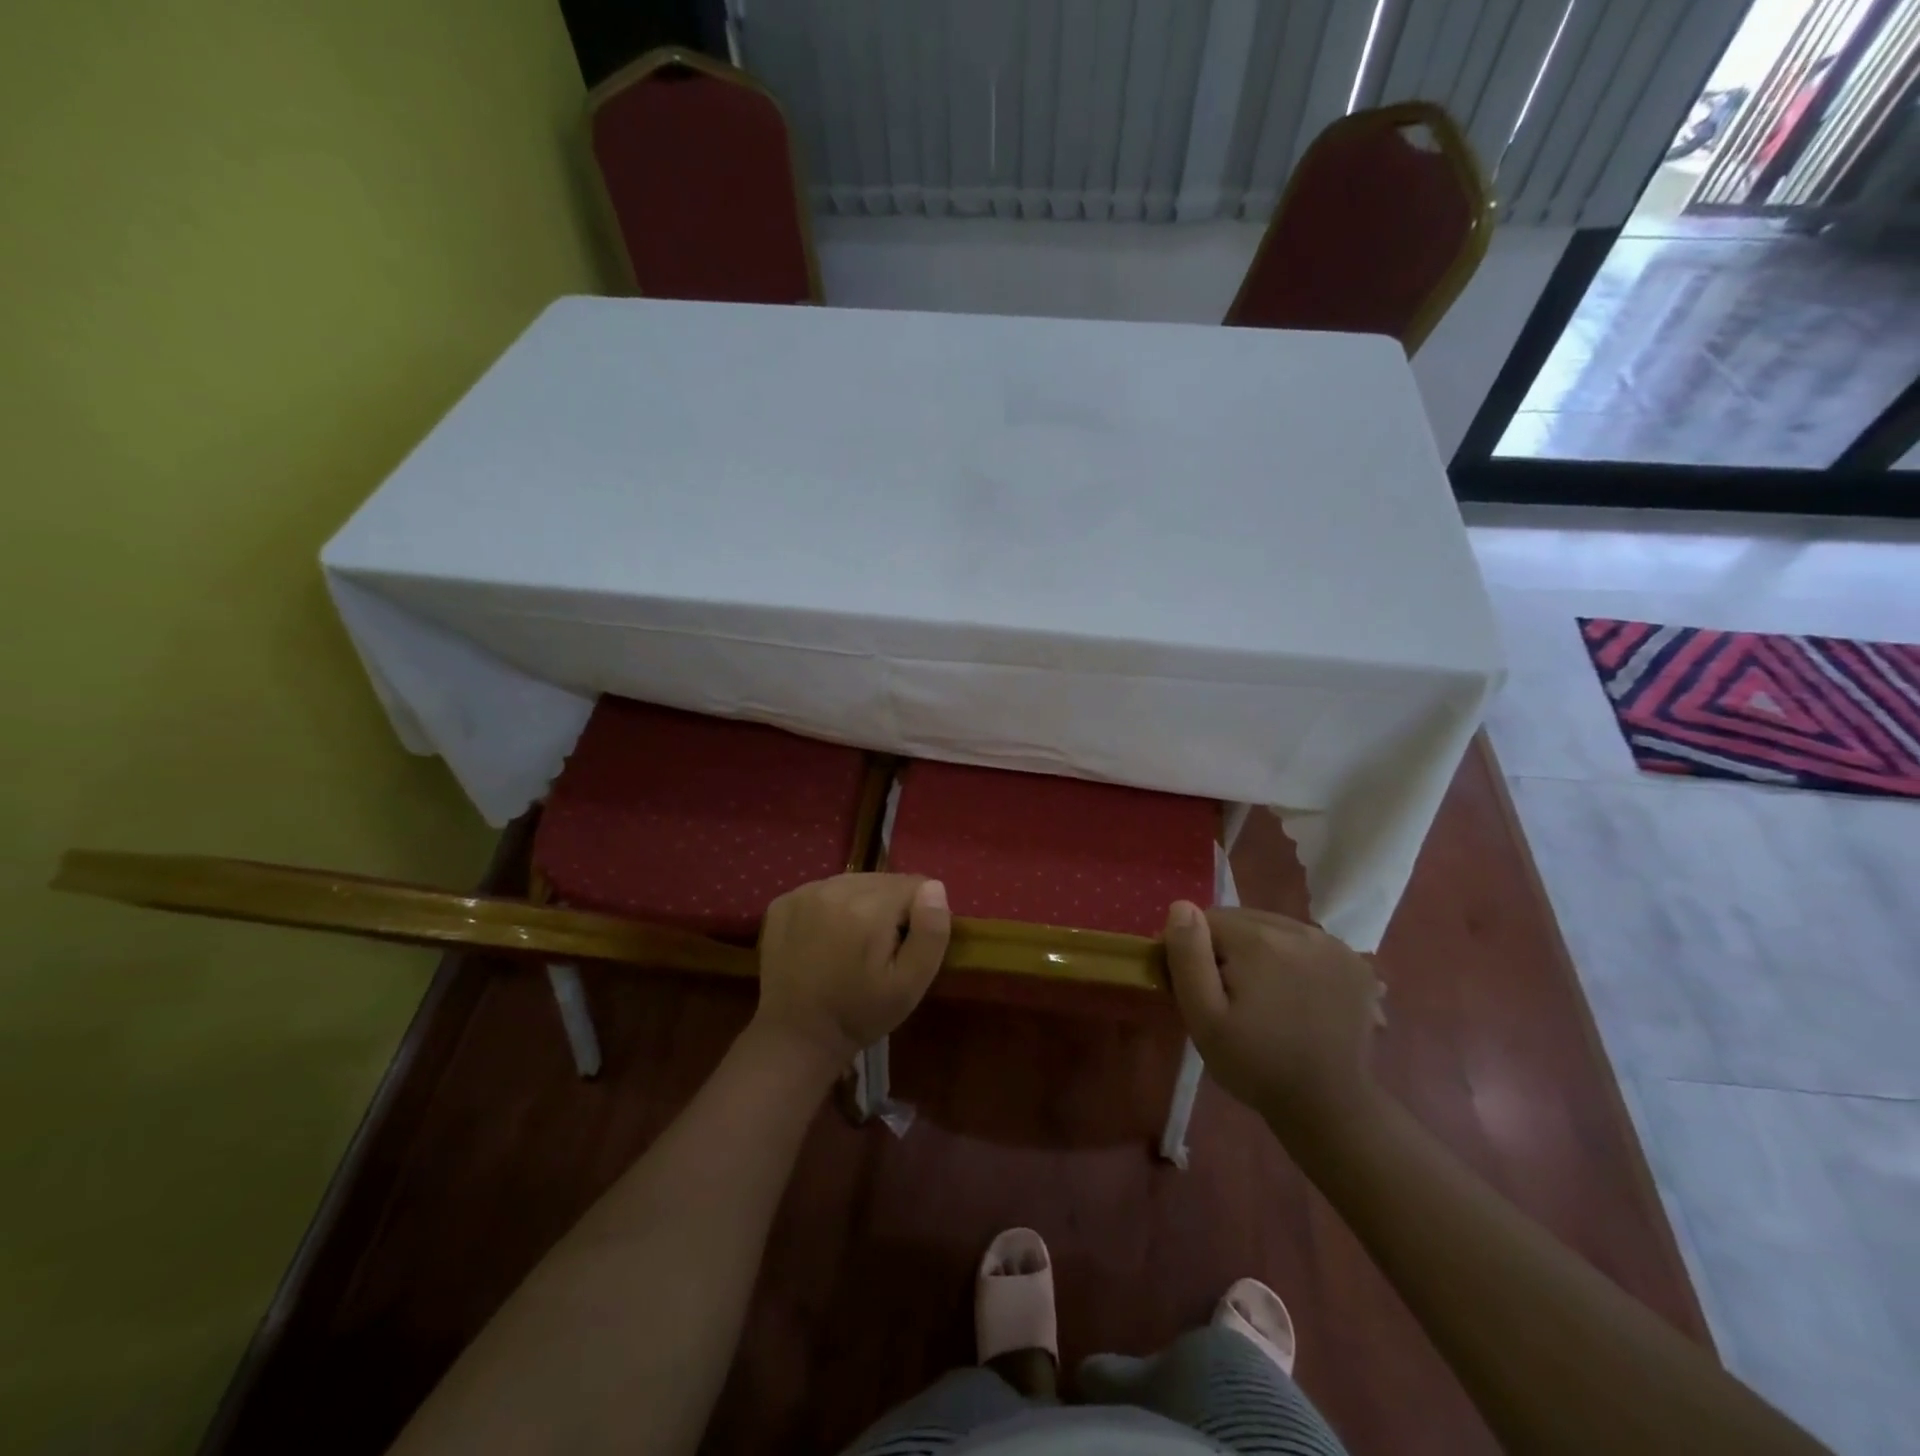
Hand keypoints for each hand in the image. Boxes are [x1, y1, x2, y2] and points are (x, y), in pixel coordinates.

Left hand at [754, 874, 950, 1068]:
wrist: (796, 1036)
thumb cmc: (859, 1013)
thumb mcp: (910, 984)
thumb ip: (931, 933)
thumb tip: (934, 887)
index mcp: (869, 907)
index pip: (916, 884)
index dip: (918, 915)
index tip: (904, 947)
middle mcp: (834, 888)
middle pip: (884, 880)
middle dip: (890, 908)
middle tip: (879, 949)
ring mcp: (804, 892)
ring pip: (855, 882)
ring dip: (862, 904)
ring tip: (852, 944)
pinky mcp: (784, 901)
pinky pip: (825, 890)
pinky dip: (833, 907)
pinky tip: (826, 939)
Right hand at [1163, 901, 1383, 1147]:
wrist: (1330, 1107)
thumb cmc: (1256, 1064)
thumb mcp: (1204, 1018)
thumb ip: (1188, 957)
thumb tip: (1181, 906)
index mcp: (1259, 940)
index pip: (1207, 919)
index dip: (1195, 950)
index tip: (1198, 986)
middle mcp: (1299, 930)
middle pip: (1243, 920)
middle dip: (1228, 948)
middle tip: (1230, 994)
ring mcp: (1333, 944)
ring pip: (1275, 928)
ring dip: (1261, 950)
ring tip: (1264, 995)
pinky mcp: (1356, 962)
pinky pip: (1306, 943)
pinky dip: (1294, 958)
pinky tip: (1296, 993)